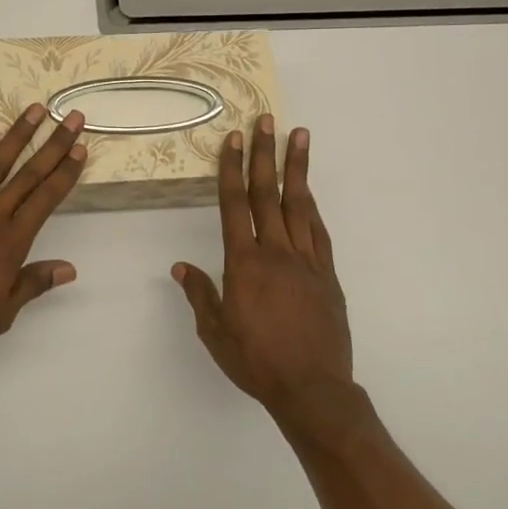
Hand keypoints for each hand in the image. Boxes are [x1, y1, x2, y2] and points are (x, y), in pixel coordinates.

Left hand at [0, 105, 87, 363]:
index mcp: (11, 244)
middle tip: (71, 116)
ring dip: (17, 137)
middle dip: (53, 145)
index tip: (80, 147)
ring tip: (35, 111)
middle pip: (28, 175)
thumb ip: (32, 285)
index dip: (65, 172)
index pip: (46, 199)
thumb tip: (68, 268)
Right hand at [172, 115, 352, 409]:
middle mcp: (276, 252)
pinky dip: (312, 207)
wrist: (313, 388)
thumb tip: (181, 267)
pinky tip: (309, 193)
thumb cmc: (256, 361)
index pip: (235, 205)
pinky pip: (318, 232)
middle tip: (266, 120)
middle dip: (265, 154)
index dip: (232, 169)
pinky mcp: (327, 275)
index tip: (233, 139)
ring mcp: (306, 261)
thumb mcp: (215, 333)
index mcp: (245, 263)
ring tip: (299, 136)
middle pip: (269, 193)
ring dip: (297, 168)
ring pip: (300, 205)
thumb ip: (200, 295)